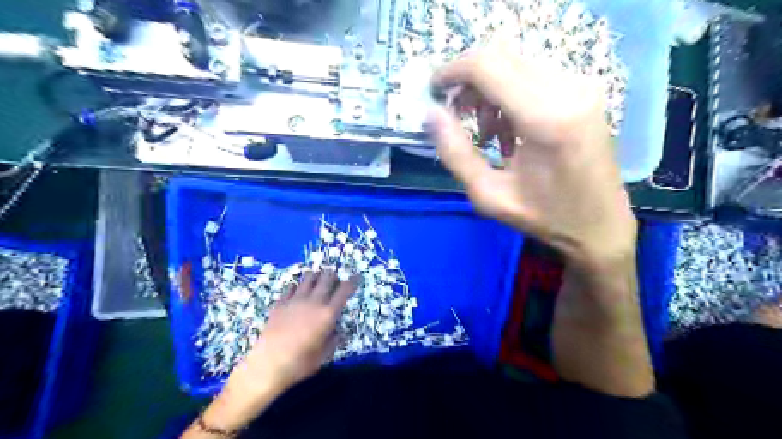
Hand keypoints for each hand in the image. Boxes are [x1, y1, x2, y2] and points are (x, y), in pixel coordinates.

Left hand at [230, 271, 356, 393]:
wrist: (268, 365)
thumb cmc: (300, 363)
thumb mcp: (324, 355)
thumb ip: (334, 339)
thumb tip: (338, 330)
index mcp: (328, 314)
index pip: (344, 290)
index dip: (353, 281)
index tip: (357, 276)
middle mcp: (314, 302)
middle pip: (326, 278)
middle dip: (333, 276)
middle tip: (334, 279)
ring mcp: (295, 300)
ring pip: (308, 278)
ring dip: (315, 277)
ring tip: (316, 280)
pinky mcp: (280, 303)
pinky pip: (290, 287)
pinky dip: (296, 286)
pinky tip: (296, 291)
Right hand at [430, 42, 636, 266]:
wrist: (601, 224)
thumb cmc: (545, 217)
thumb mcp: (489, 195)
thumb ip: (456, 153)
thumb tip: (431, 114)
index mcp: (546, 118)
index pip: (488, 67)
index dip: (452, 72)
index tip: (433, 91)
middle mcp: (569, 90)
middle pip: (501, 58)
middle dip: (469, 83)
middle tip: (457, 116)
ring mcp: (582, 87)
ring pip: (515, 65)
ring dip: (489, 92)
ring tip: (486, 134)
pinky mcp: (585, 91)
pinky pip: (533, 76)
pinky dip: (510, 96)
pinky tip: (509, 131)